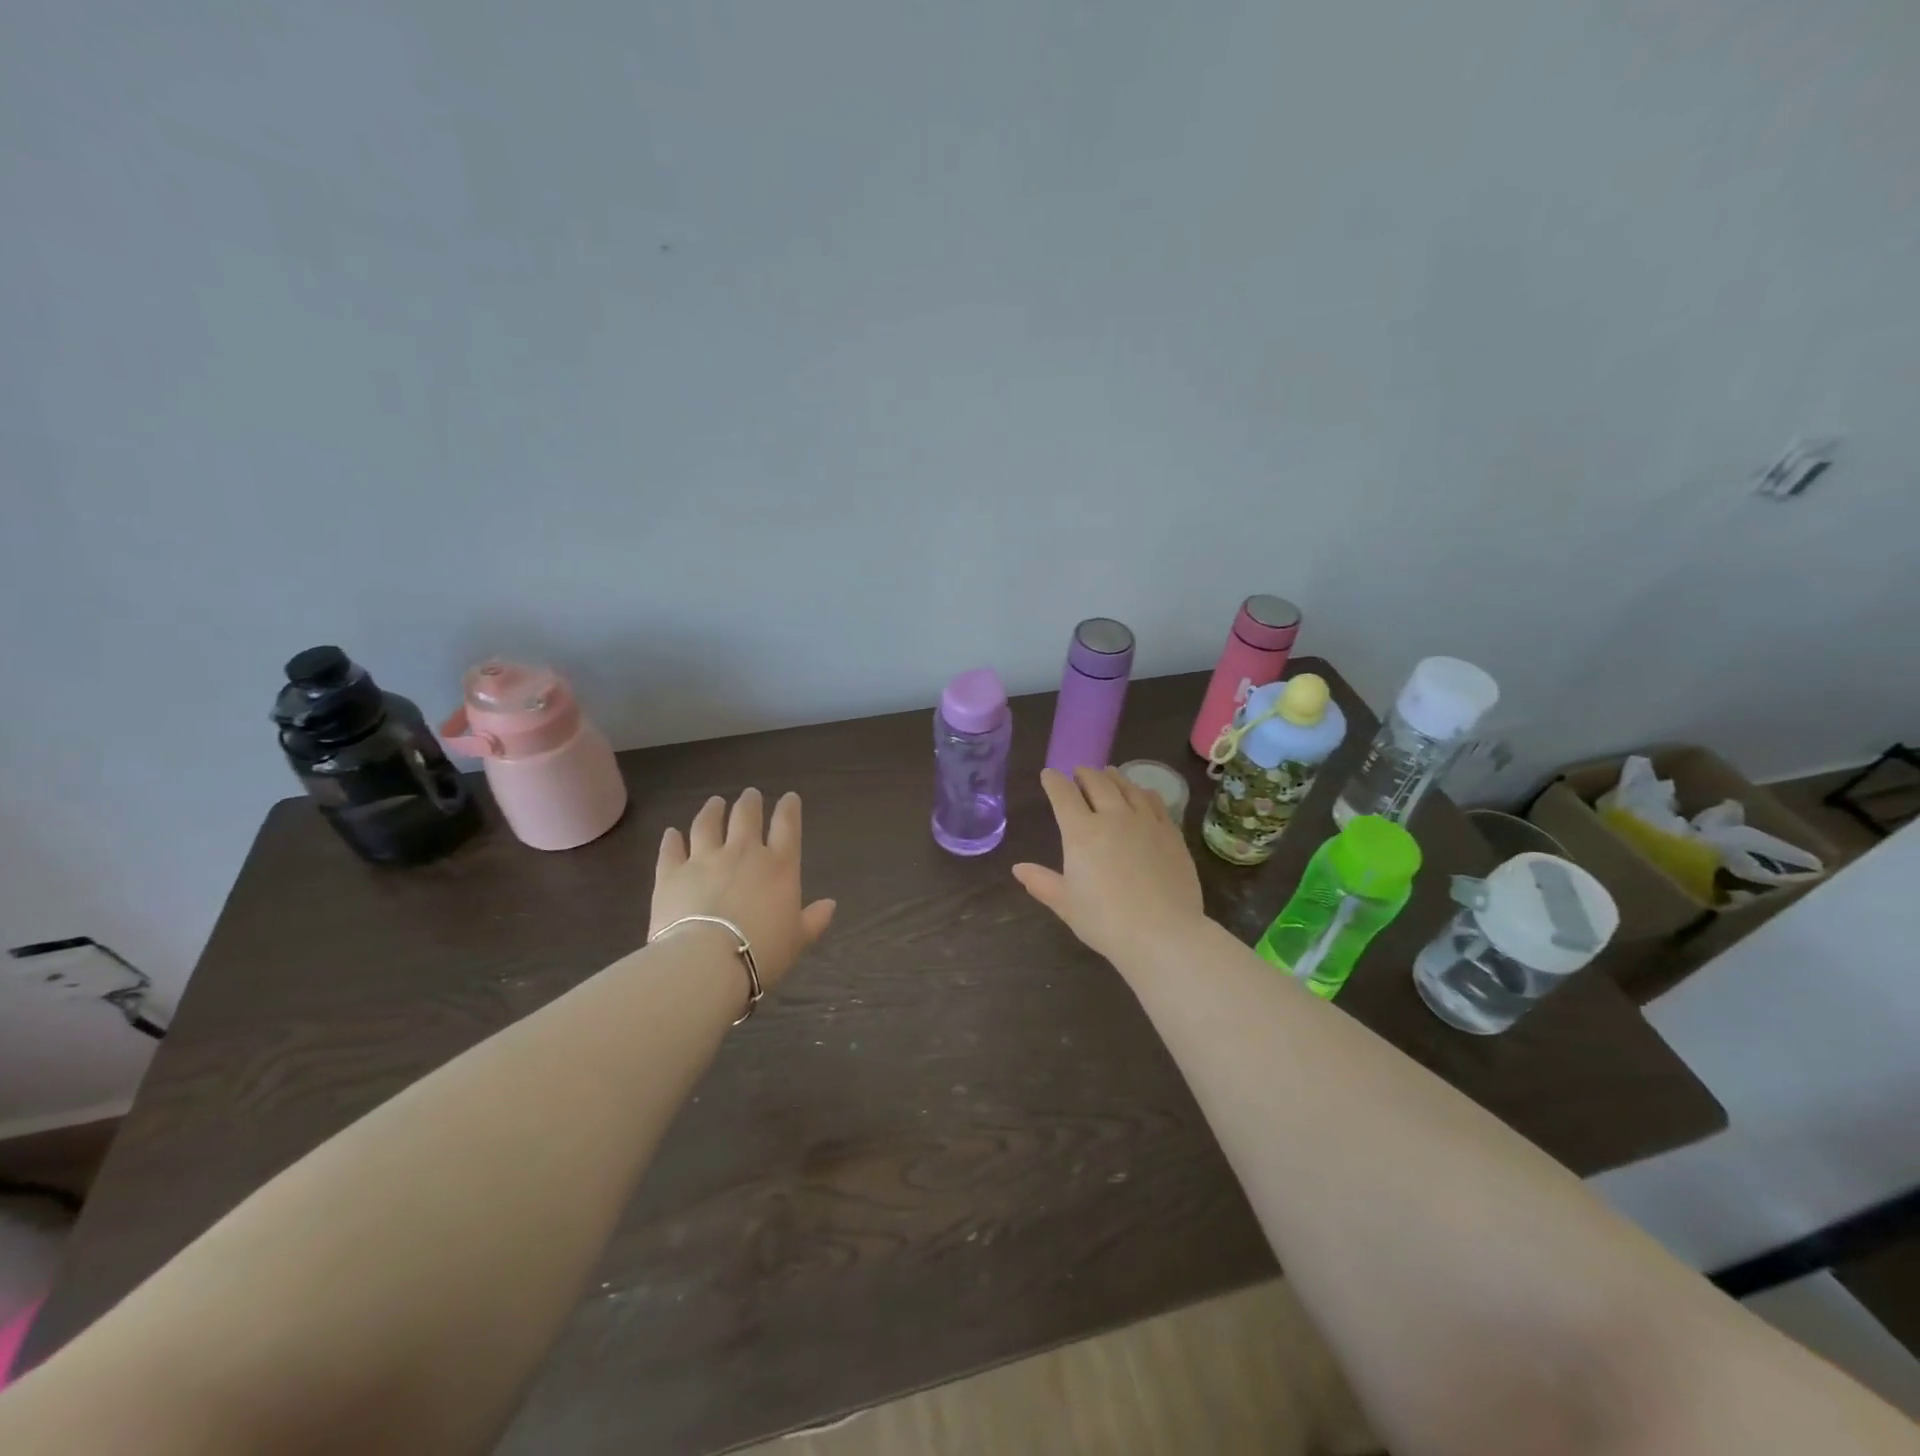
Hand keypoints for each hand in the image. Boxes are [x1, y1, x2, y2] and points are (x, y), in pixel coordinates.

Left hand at [651, 789, 835, 992]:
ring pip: (707, 824)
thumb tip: (830, 904)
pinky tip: (671, 833)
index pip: (787, 826)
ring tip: (714, 803)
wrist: (706, 961)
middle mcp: (742, 853)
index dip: (789, 809)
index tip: (789, 797)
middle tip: (749, 794)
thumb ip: (814, 919)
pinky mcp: (671, 873)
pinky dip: (671, 839)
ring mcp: (704, 859)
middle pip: (746, 816)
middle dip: (750, 802)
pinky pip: (671, 849)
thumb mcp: (797, 939)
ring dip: (711, 811)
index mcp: (779, 865)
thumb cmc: (762, 951)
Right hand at [1013, 767, 1205, 964]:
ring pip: (1127, 787)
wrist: (1163, 933)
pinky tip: (1142, 794)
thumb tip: (1018, 868)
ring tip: (1108, 774)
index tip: (1048, 775)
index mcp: (1081, 832)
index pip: (1063, 794)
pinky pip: (1155, 802)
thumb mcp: (1066, 904)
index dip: (1053, 781)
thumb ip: (1041, 882)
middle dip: (1084, 773)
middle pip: (1097, 782)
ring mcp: (1146, 822)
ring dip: (1114, 777)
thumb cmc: (1105, 921)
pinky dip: (1143, 792)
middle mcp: (1113, 817)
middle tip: (1079, 772)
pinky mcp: (1171, 833)